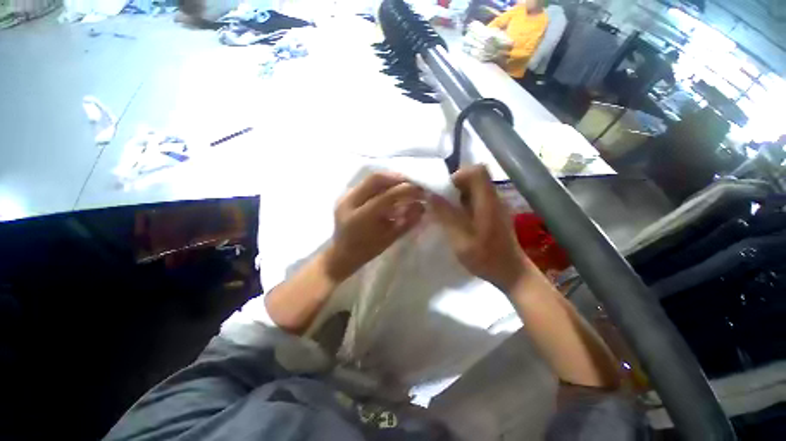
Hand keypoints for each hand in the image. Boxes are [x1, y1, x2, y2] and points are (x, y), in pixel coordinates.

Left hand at [325, 172, 425, 281]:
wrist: (342, 253)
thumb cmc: (366, 251)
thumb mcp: (389, 239)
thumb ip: (406, 223)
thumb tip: (422, 207)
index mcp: (359, 218)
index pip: (385, 197)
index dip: (405, 190)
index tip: (421, 189)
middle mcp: (349, 203)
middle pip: (376, 179)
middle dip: (398, 178)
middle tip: (413, 182)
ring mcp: (346, 197)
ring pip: (371, 179)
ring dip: (391, 179)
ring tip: (405, 184)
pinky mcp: (347, 195)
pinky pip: (367, 183)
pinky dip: (383, 183)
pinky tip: (392, 188)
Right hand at [429, 165, 527, 291]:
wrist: (511, 272)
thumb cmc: (486, 258)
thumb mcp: (460, 239)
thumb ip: (446, 216)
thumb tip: (431, 196)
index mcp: (488, 202)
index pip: (478, 171)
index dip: (459, 175)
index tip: (445, 190)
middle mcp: (493, 198)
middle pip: (475, 176)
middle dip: (455, 185)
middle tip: (443, 201)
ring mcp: (495, 204)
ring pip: (474, 187)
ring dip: (458, 194)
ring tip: (447, 210)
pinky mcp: (493, 211)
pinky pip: (476, 197)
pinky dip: (463, 202)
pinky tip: (457, 218)